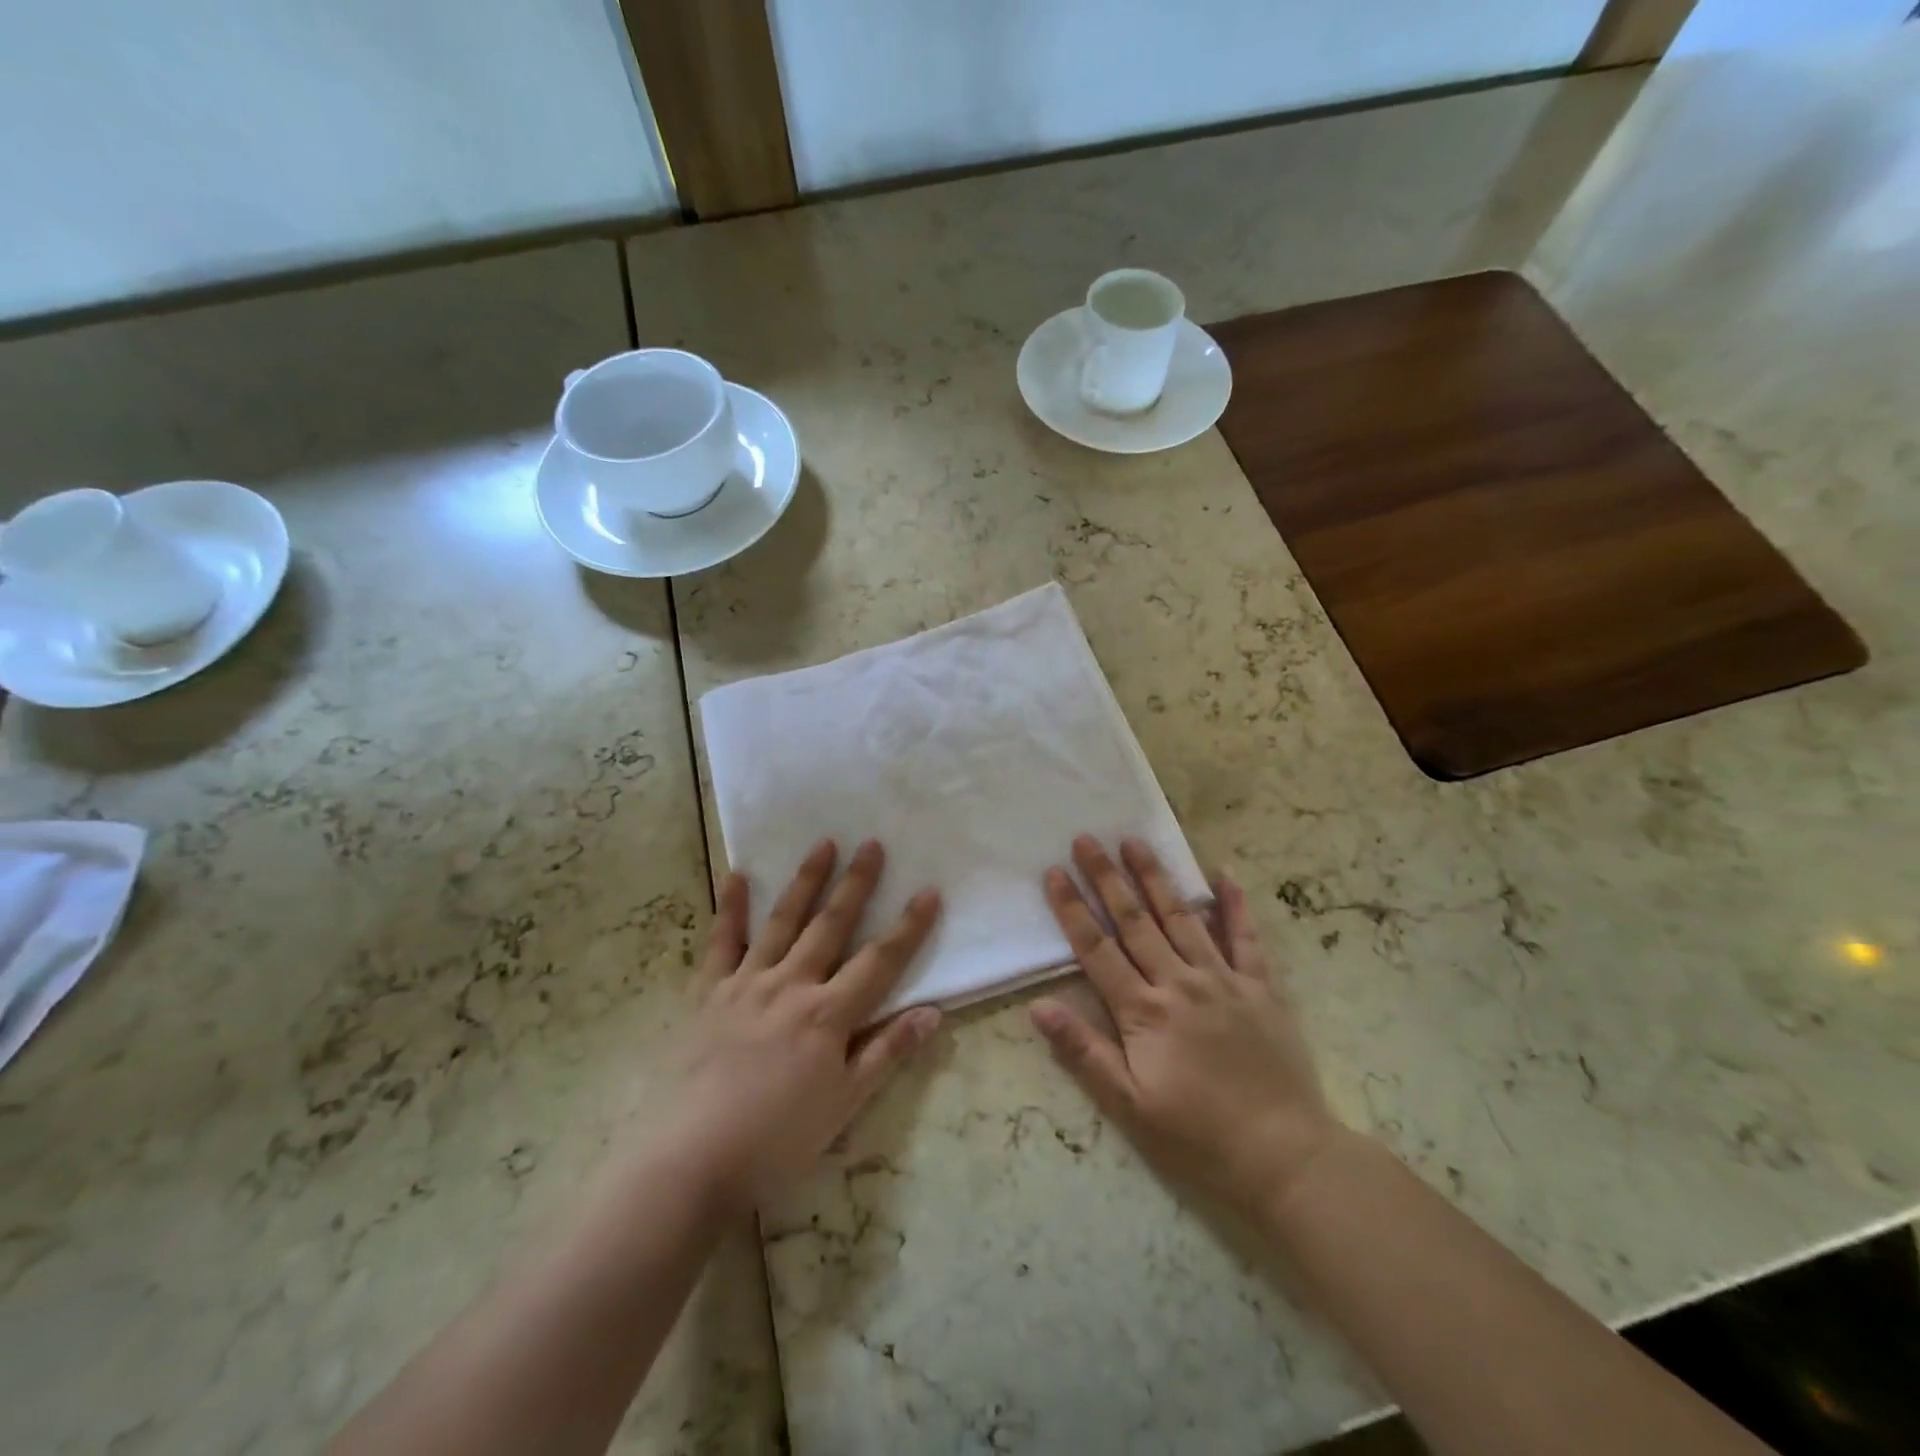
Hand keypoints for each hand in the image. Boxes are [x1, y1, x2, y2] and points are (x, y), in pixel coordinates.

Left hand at [656, 839, 941, 1211]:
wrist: (691, 1160)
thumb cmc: (776, 1140)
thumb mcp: (844, 1105)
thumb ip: (887, 1053)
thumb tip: (934, 1012)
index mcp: (828, 1014)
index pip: (879, 960)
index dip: (908, 926)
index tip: (928, 891)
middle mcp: (791, 985)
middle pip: (831, 926)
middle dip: (856, 884)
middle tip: (872, 843)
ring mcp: (746, 984)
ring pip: (782, 922)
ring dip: (805, 881)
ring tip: (823, 843)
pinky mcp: (708, 994)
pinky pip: (721, 943)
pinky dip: (730, 908)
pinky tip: (738, 875)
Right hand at [1031, 835, 1342, 1214]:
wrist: (1284, 1156)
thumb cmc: (1198, 1137)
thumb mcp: (1130, 1107)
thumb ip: (1084, 1053)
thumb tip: (1038, 1007)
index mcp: (1144, 1011)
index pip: (1097, 949)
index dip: (1072, 909)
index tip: (1054, 872)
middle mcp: (1180, 983)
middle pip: (1134, 921)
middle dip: (1107, 878)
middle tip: (1087, 839)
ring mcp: (1223, 980)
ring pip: (1181, 917)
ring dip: (1155, 878)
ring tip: (1135, 842)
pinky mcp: (1260, 988)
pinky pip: (1246, 938)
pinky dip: (1235, 905)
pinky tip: (1224, 875)